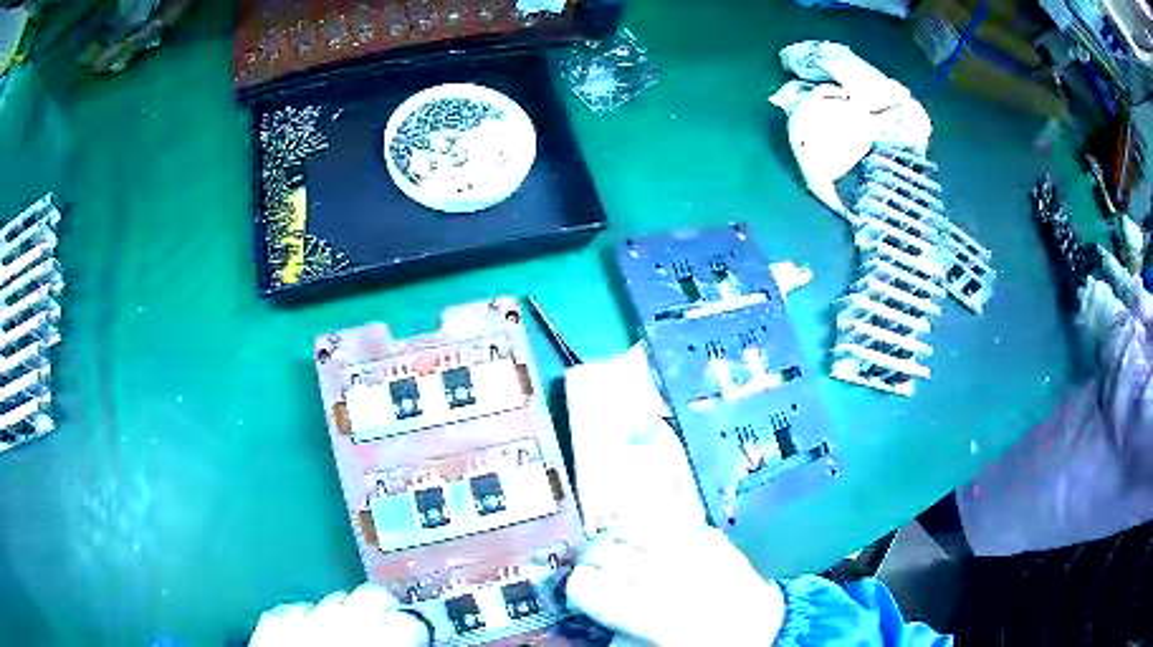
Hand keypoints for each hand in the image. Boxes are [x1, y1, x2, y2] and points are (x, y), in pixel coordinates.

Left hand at [250, 583, 429, 646]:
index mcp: (381, 641)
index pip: (409, 620)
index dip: (412, 631)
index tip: (412, 639)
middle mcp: (343, 623)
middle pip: (371, 596)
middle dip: (380, 611)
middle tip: (382, 632)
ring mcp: (303, 619)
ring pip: (332, 598)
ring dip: (341, 616)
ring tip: (342, 639)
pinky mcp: (272, 622)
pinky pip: (295, 610)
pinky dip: (303, 621)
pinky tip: (307, 640)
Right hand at [565, 527, 785, 646]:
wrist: (762, 629)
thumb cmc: (705, 644)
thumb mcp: (648, 646)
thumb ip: (615, 630)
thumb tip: (590, 610)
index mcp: (652, 612)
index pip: (586, 583)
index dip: (577, 589)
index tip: (582, 596)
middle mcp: (670, 572)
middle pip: (602, 551)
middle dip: (592, 564)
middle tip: (597, 577)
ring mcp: (691, 546)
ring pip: (626, 527)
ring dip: (613, 542)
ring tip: (618, 557)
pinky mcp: (707, 532)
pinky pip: (659, 522)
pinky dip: (646, 533)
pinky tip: (651, 550)